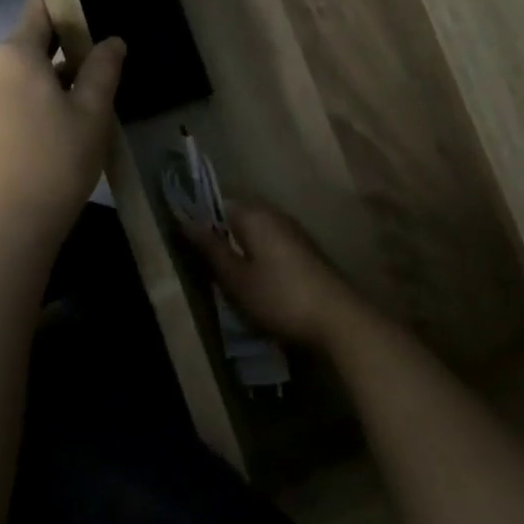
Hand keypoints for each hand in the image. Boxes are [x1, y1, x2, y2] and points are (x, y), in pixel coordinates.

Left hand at [0, 0, 124, 249]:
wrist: (9, 226)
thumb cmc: (58, 162)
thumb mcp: (93, 114)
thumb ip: (103, 69)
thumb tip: (111, 41)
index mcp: (13, 53)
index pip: (39, 11)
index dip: (65, 11)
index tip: (88, 25)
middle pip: (25, 46)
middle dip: (56, 57)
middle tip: (90, 83)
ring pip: (10, 75)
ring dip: (37, 84)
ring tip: (68, 115)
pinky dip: (18, 104)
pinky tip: (40, 133)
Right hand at [179, 202, 370, 350]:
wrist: (338, 319)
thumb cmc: (279, 297)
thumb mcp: (236, 278)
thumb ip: (211, 248)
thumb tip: (185, 220)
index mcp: (255, 214)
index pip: (218, 204)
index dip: (201, 222)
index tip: (188, 247)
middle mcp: (276, 215)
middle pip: (239, 218)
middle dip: (222, 238)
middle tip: (206, 268)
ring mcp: (295, 233)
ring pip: (257, 234)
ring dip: (242, 251)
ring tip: (229, 280)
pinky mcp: (307, 253)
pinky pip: (272, 247)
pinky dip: (260, 260)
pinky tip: (257, 285)